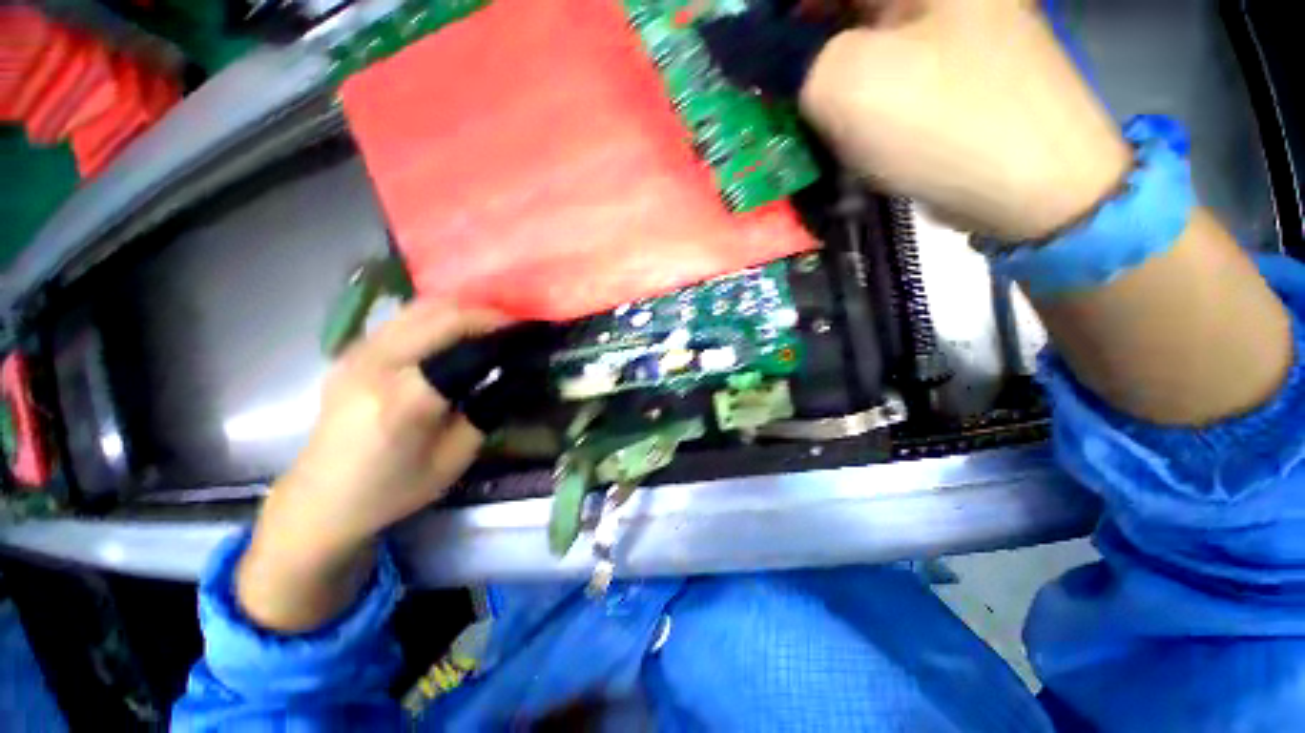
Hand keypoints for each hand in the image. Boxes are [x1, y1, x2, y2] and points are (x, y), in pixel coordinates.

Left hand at [238, 301, 505, 631]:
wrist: (320, 501)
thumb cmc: (393, 489)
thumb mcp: (455, 458)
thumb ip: (485, 410)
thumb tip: (510, 374)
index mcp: (405, 397)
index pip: (462, 340)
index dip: (500, 329)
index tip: (528, 331)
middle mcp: (376, 363)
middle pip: (440, 312)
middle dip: (485, 313)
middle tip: (513, 326)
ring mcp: (356, 352)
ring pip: (419, 307)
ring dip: (461, 310)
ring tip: (489, 326)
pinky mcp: (350, 351)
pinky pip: (403, 318)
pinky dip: (437, 317)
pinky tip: (454, 333)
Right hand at [706, 0, 1131, 239]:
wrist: (1030, 183)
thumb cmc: (943, 120)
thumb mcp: (845, 82)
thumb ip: (780, 58)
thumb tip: (731, 45)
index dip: (760, 13)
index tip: (726, 41)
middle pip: (824, 4)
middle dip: (776, 37)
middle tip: (741, 76)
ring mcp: (928, 22)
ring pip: (839, 31)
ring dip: (797, 64)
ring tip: (764, 99)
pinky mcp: (926, 65)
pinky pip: (860, 61)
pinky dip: (824, 84)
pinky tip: (803, 111)